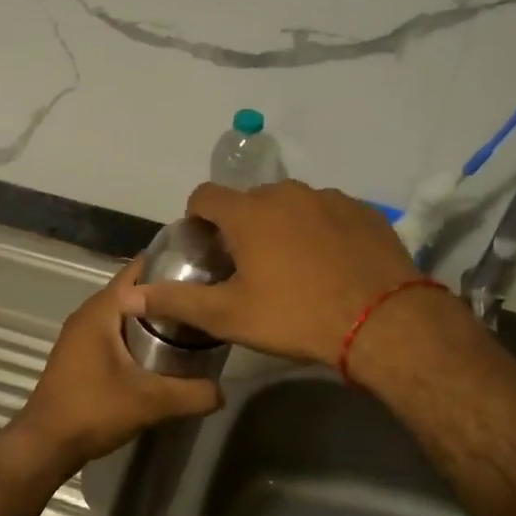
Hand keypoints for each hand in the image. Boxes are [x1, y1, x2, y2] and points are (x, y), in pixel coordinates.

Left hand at [4, 255, 222, 480]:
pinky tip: (160, 350)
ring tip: (189, 324)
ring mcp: (80, 333)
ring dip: (151, 315)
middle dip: (166, 292)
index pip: (140, 270)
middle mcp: (88, 313)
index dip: (172, 266)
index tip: (205, 272)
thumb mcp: (151, 402)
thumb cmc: (94, 410)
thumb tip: (223, 391)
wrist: (46, 444)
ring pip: (123, 312)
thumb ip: (192, 394)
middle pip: (134, 290)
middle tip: (204, 300)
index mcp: (102, 309)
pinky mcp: (79, 353)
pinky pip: (113, 330)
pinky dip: (136, 332)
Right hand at [125, 180, 425, 366]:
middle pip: (250, 201)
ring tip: (294, 267)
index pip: (205, 195)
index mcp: (248, 212)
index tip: (204, 247)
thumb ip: (176, 301)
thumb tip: (130, 297)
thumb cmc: (296, 316)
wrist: (384, 322)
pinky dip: (320, 231)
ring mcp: (329, 198)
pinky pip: (328, 213)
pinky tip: (331, 265)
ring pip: (291, 205)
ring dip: (283, 227)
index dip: (197, 218)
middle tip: (249, 266)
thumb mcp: (229, 316)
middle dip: (242, 226)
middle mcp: (286, 193)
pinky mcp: (363, 211)